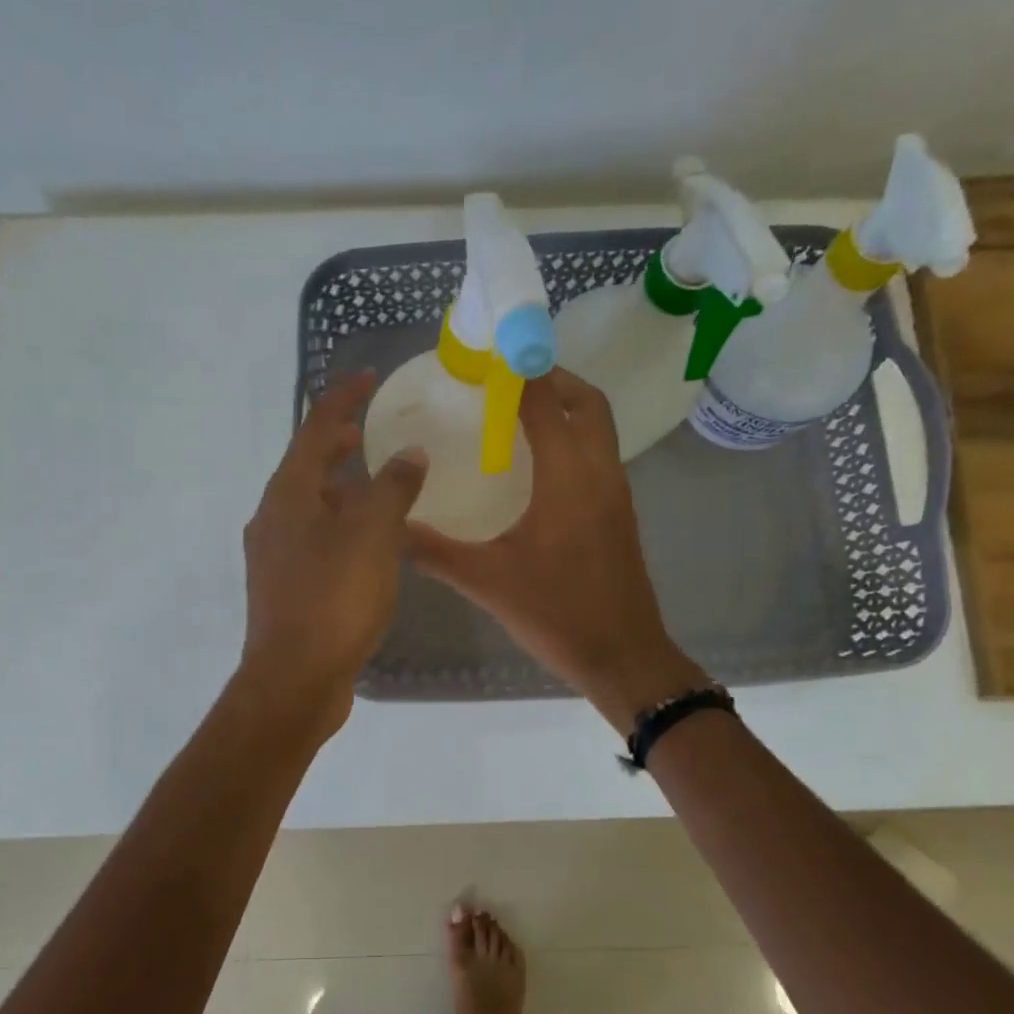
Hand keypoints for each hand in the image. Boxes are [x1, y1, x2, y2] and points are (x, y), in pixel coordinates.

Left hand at [237, 371, 427, 738]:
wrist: (295, 679)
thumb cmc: (334, 600)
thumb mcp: (373, 536)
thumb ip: (393, 488)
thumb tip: (409, 454)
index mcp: (288, 494)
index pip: (314, 428)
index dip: (342, 399)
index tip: (368, 378)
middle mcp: (273, 518)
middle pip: (305, 466)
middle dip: (337, 444)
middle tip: (369, 431)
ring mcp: (274, 556)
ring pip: (309, 506)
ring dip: (339, 488)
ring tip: (376, 485)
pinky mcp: (284, 587)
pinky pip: (314, 539)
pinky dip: (339, 525)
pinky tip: (367, 543)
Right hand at [405, 367, 705, 729]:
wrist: (622, 656)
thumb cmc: (557, 613)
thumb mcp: (487, 582)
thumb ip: (435, 552)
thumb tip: (392, 530)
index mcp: (568, 478)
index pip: (546, 403)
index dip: (520, 373)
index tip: (489, 358)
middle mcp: (599, 473)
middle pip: (587, 403)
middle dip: (553, 379)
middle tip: (509, 381)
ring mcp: (616, 494)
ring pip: (599, 429)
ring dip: (567, 408)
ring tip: (519, 415)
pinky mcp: (620, 515)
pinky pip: (599, 456)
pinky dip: (574, 440)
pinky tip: (539, 467)